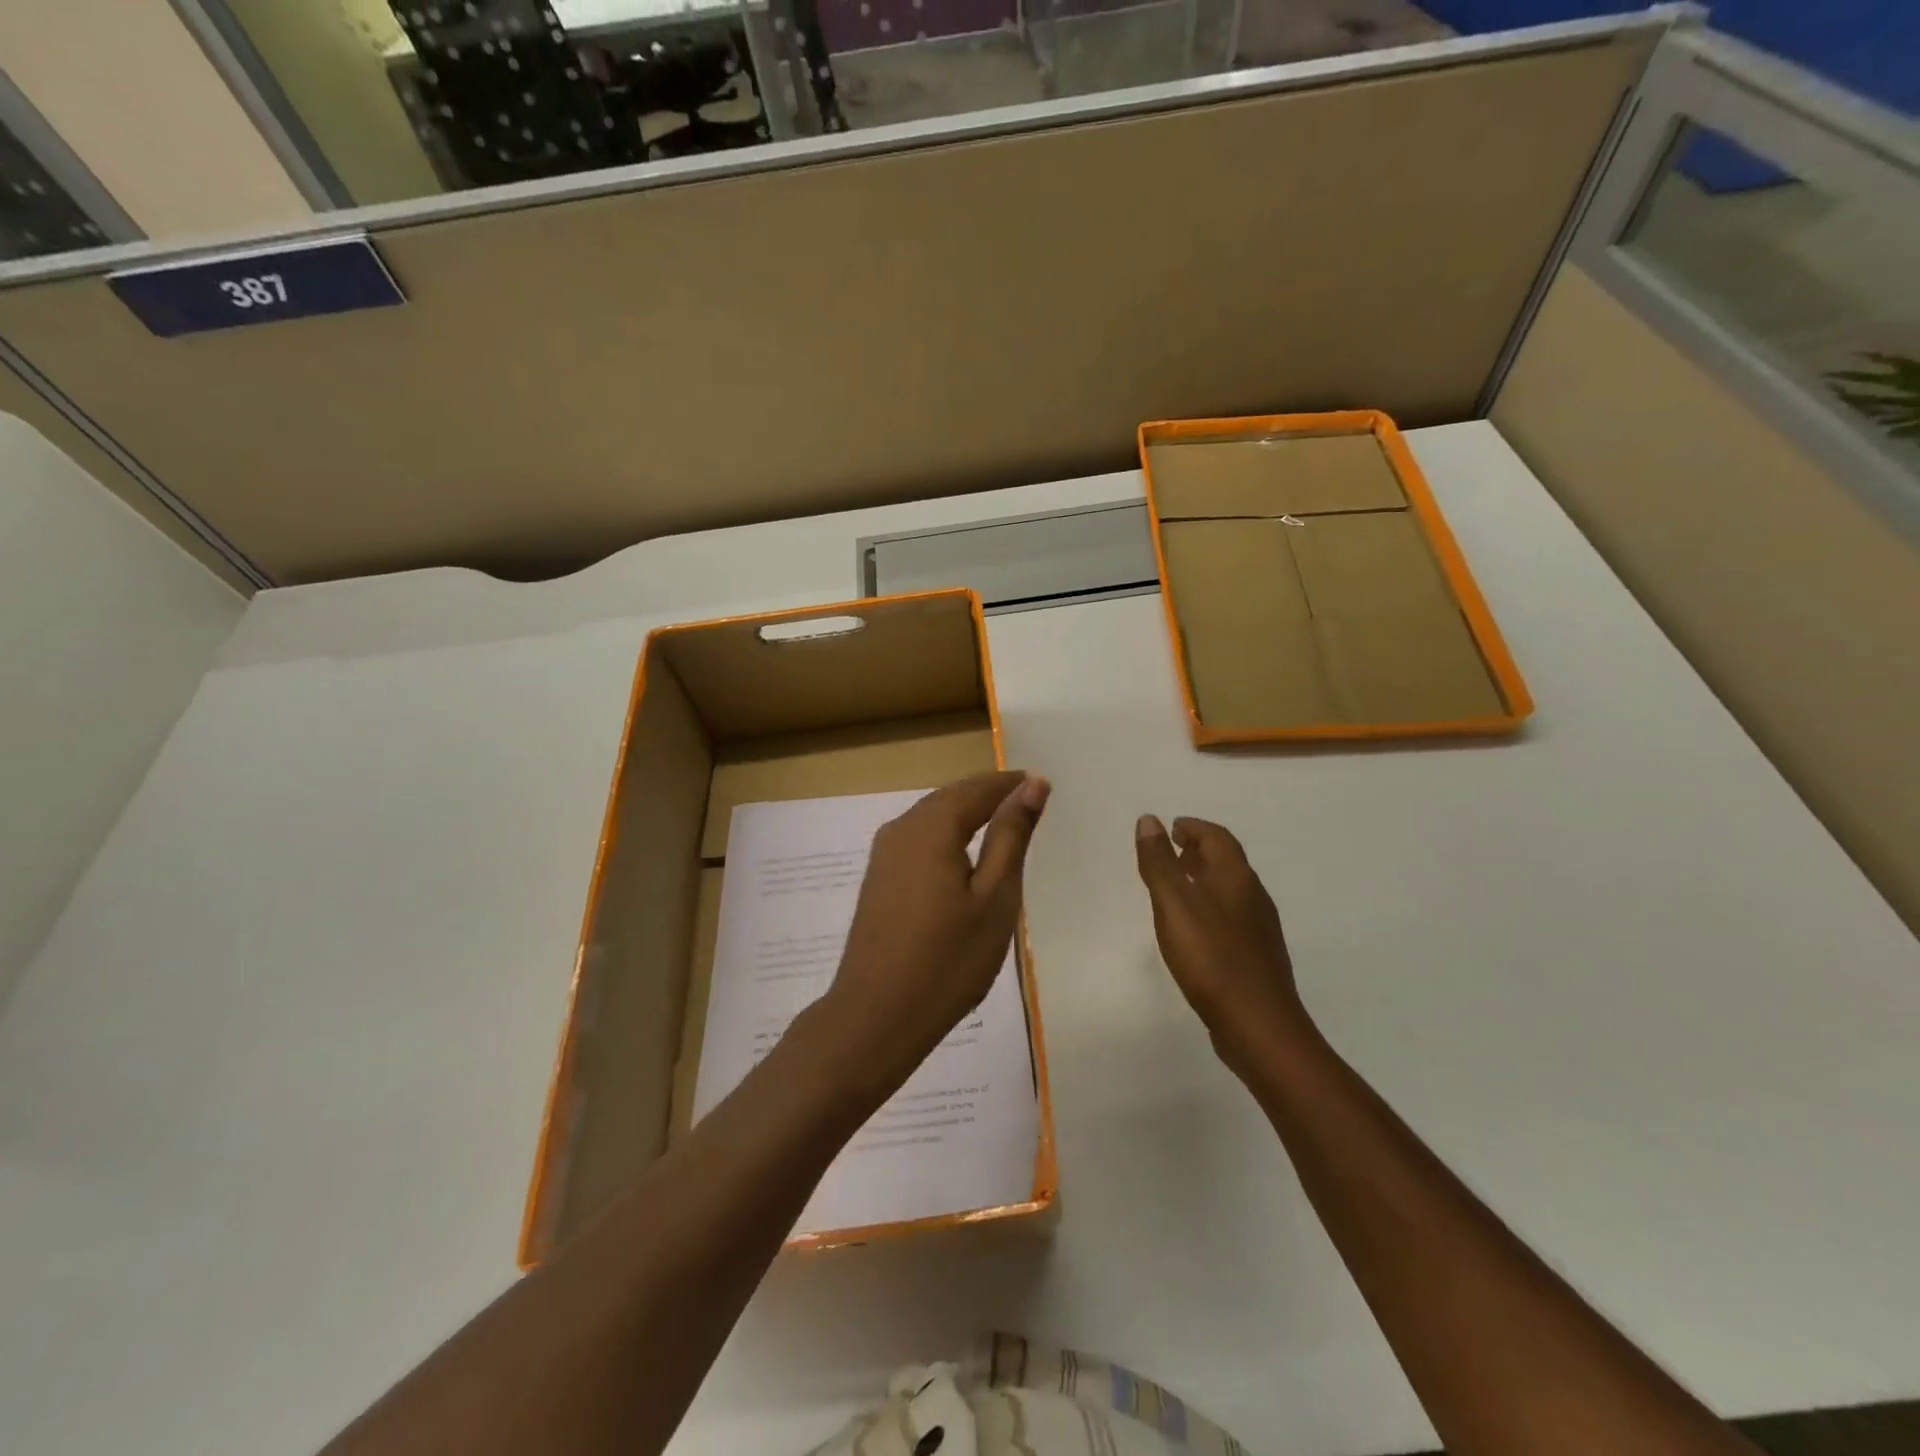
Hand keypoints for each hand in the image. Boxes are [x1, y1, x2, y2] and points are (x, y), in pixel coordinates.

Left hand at [814, 771, 1049, 1092]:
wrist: (877, 1015)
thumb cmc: (948, 960)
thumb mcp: (994, 897)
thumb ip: (1011, 836)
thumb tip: (1031, 784)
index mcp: (932, 827)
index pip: (977, 788)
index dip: (1010, 785)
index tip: (1042, 786)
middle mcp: (901, 828)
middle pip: (951, 797)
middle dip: (989, 795)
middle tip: (1029, 803)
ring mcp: (884, 854)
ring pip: (932, 816)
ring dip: (968, 814)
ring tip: (1004, 826)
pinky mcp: (878, 877)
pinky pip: (918, 839)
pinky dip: (947, 836)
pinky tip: (965, 858)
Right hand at [1135, 814, 1310, 1073]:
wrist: (1258, 1025)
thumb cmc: (1211, 956)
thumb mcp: (1174, 903)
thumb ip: (1159, 862)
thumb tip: (1149, 820)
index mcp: (1236, 877)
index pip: (1217, 837)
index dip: (1194, 828)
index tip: (1171, 828)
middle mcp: (1253, 896)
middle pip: (1227, 862)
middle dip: (1199, 851)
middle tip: (1171, 852)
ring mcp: (1259, 928)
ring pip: (1230, 891)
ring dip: (1204, 879)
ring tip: (1176, 887)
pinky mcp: (1256, 956)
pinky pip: (1231, 917)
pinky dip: (1209, 907)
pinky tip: (1194, 929)